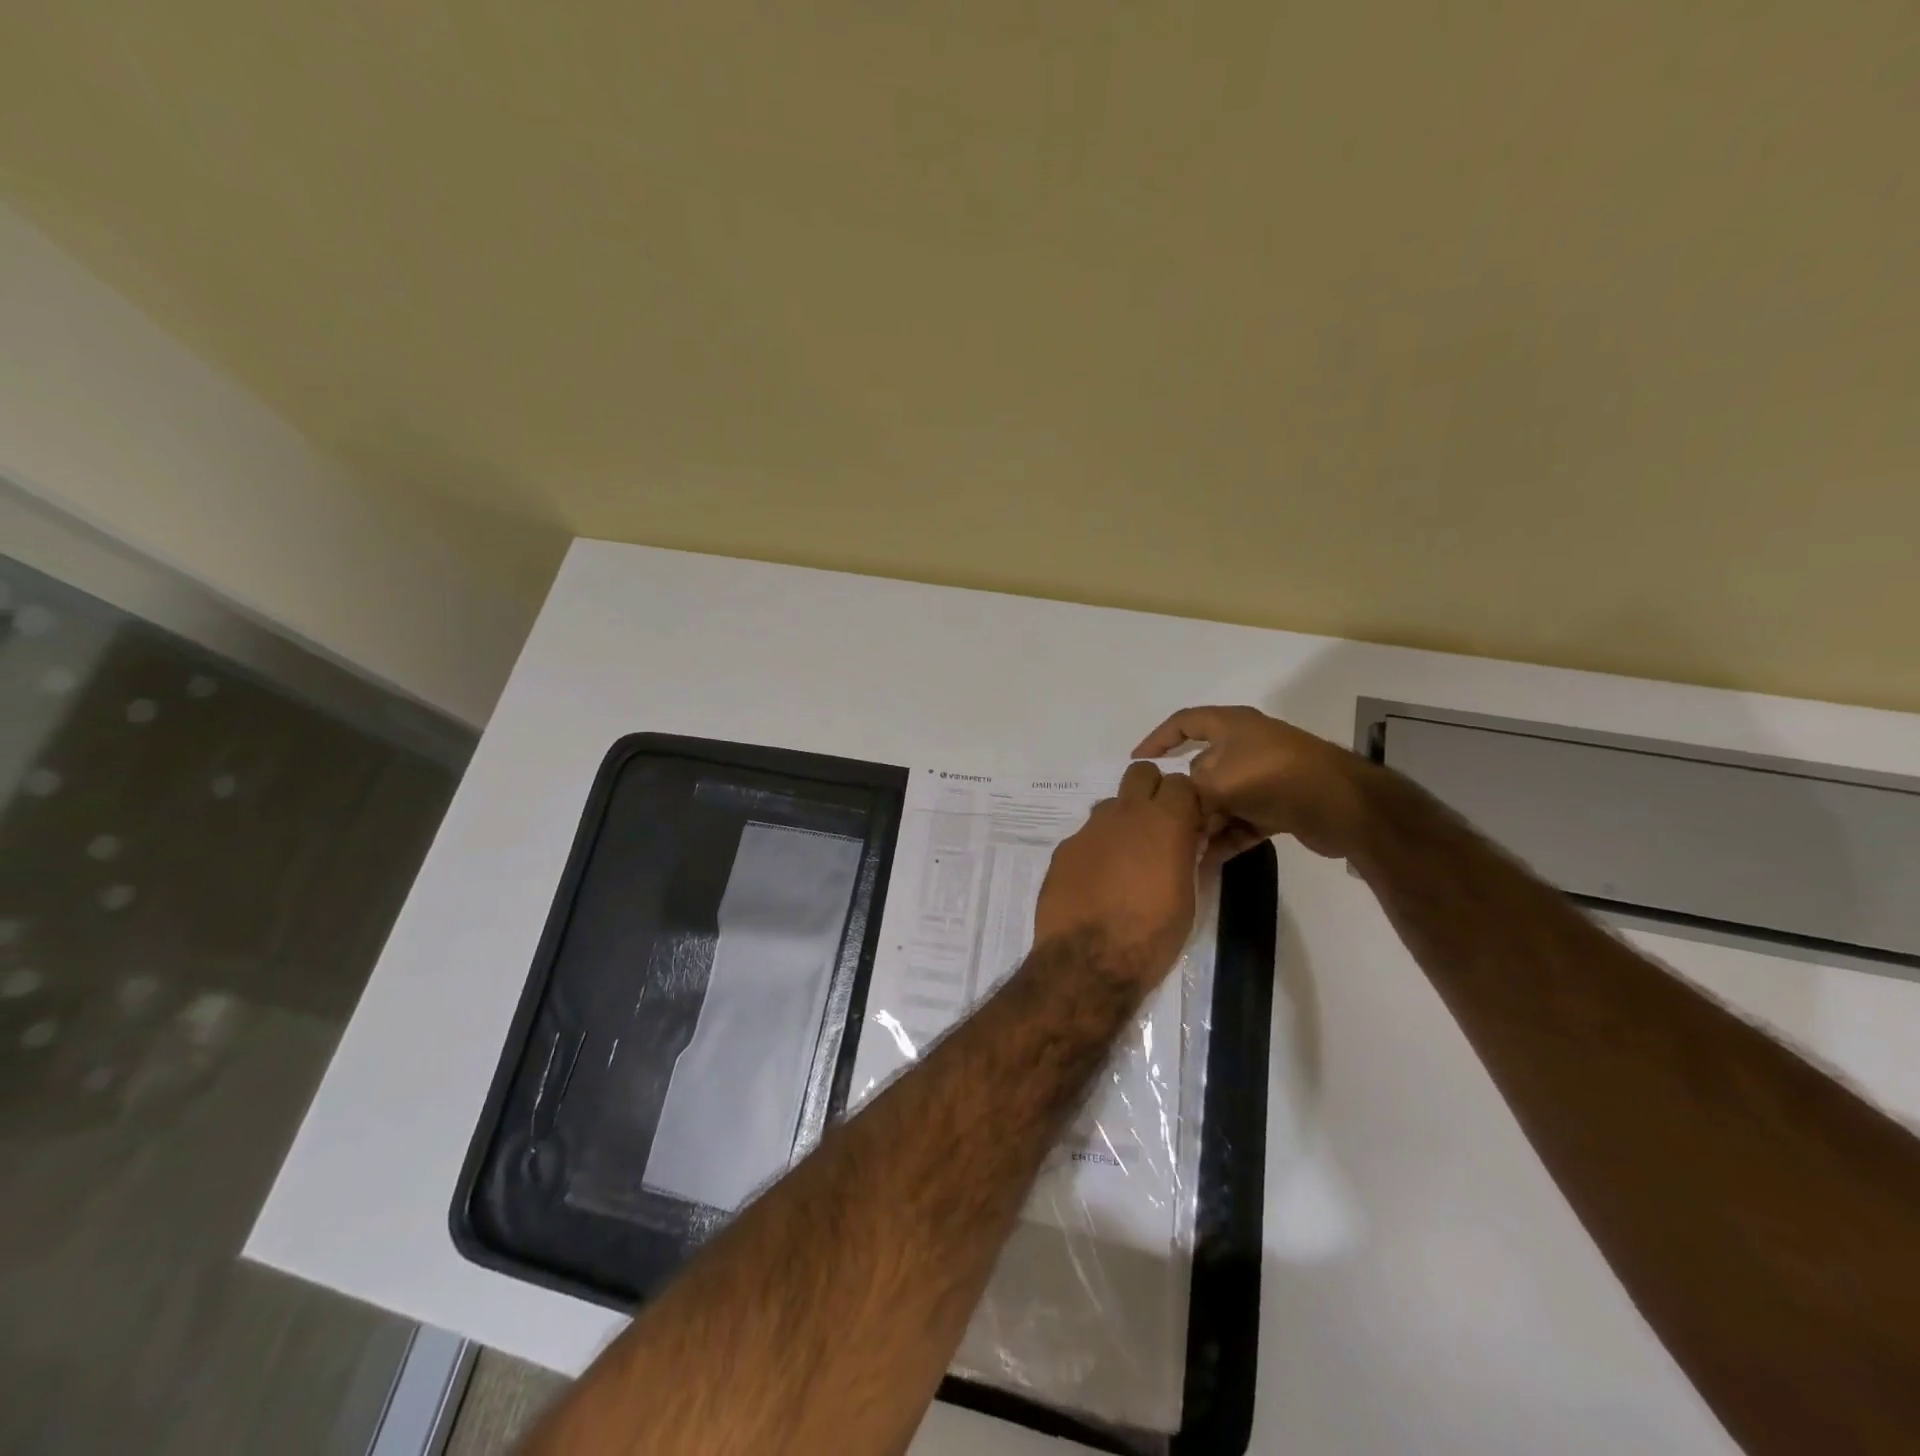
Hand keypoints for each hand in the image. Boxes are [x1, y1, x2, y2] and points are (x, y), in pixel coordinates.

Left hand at [1032, 762, 1205, 988]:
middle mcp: (1124, 814)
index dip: (1186, 800)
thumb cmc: (1151, 935)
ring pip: (1110, 805)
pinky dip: (1096, 850)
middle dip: (1152, 791)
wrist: (1087, 961)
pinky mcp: (1064, 849)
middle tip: (1157, 827)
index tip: (1190, 824)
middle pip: (1141, 773)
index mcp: (1164, 822)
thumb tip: (1186, 842)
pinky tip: (1095, 883)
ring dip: (1122, 822)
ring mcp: (1089, 829)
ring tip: (1125, 862)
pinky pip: (1086, 837)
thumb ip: (1187, 857)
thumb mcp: (1187, 898)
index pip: (1180, 782)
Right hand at [1133, 705, 1379, 862]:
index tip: (1137, 762)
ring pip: (1222, 799)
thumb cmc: (1273, 778)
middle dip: (1183, 798)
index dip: (1157, 739)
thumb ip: (1187, 793)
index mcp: (1231, 726)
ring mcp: (1265, 776)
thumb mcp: (1216, 782)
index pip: (1184, 723)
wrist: (1344, 806)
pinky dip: (1228, 836)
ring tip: (1186, 849)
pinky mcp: (1280, 804)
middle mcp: (1246, 746)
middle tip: (1164, 823)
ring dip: (1205, 823)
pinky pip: (1243, 819)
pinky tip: (1210, 860)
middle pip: (1200, 769)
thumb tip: (1179, 805)